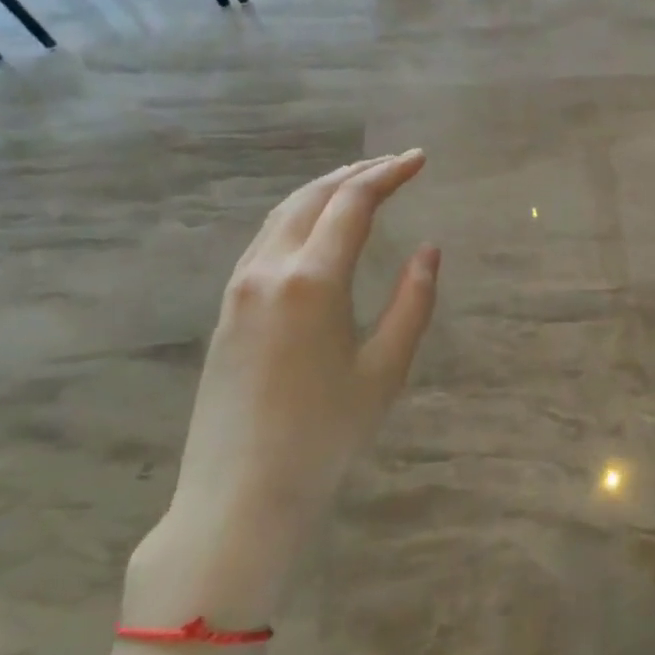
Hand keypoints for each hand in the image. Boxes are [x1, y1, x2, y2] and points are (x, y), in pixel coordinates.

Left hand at [126, 151, 438, 625]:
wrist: (239, 495)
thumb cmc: (326, 436)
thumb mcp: (386, 369)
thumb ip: (413, 302)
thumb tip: (428, 250)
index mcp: (312, 281)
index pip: (352, 204)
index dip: (388, 174)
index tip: (419, 159)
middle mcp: (268, 271)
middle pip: (312, 197)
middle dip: (356, 171)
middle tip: (396, 163)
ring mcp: (239, 289)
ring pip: (282, 214)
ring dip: (324, 189)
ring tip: (362, 182)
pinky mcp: (227, 309)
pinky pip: (266, 240)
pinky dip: (299, 216)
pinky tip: (318, 227)